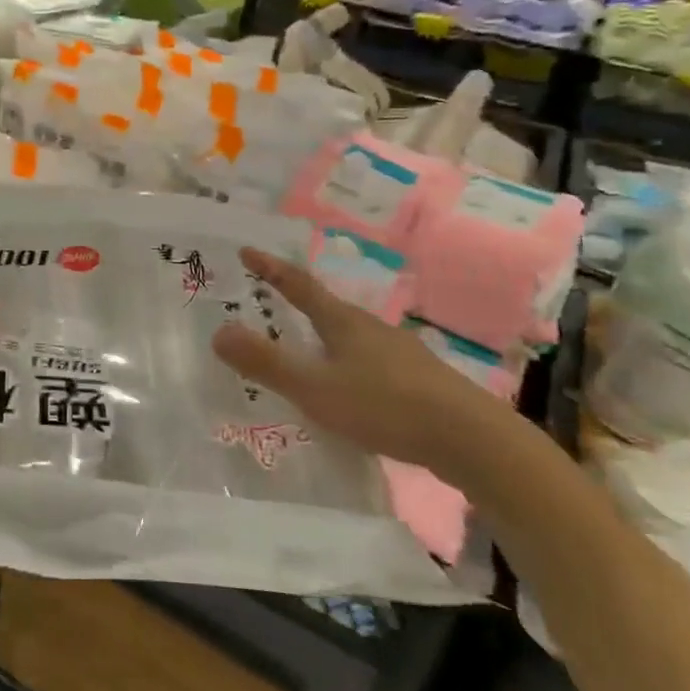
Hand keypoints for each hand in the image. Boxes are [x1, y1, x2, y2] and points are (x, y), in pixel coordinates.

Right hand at [212, 247, 504, 482]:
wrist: (471, 439)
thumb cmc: (385, 405)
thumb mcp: (315, 387)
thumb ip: (266, 363)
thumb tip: (217, 332)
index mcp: (343, 322)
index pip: (300, 286)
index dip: (271, 269)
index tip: (247, 251)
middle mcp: (371, 329)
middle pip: (327, 309)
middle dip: (296, 304)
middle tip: (269, 305)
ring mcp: (398, 354)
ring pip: (350, 338)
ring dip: (322, 338)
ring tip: (303, 353)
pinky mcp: (417, 381)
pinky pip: (368, 364)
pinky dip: (345, 366)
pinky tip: (347, 391)